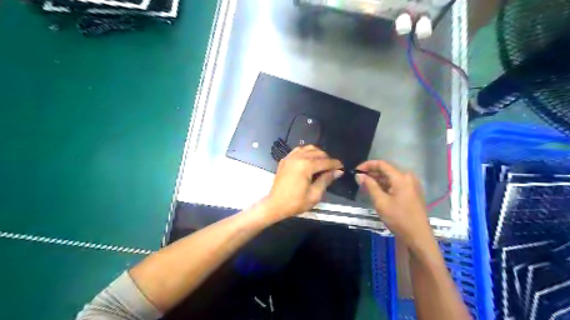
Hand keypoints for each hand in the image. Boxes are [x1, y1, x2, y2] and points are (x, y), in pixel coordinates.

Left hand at [264, 146, 341, 220]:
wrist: (275, 205)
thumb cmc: (295, 202)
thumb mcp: (314, 194)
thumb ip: (326, 180)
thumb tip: (338, 172)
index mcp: (306, 166)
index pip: (325, 161)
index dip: (335, 164)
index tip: (342, 168)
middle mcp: (298, 157)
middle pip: (318, 153)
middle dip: (327, 159)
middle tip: (332, 169)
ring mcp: (290, 157)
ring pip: (308, 148)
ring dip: (317, 154)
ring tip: (322, 164)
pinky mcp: (285, 159)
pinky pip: (298, 150)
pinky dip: (306, 153)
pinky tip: (309, 161)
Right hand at [356, 160, 434, 252]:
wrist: (418, 236)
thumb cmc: (398, 218)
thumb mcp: (381, 202)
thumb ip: (369, 186)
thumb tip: (359, 175)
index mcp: (401, 177)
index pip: (382, 164)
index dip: (367, 165)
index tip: (356, 171)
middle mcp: (408, 177)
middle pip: (387, 169)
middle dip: (372, 173)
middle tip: (359, 179)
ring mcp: (411, 184)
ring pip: (391, 177)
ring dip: (378, 179)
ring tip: (365, 185)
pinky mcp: (412, 192)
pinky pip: (396, 183)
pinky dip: (385, 185)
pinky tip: (376, 191)